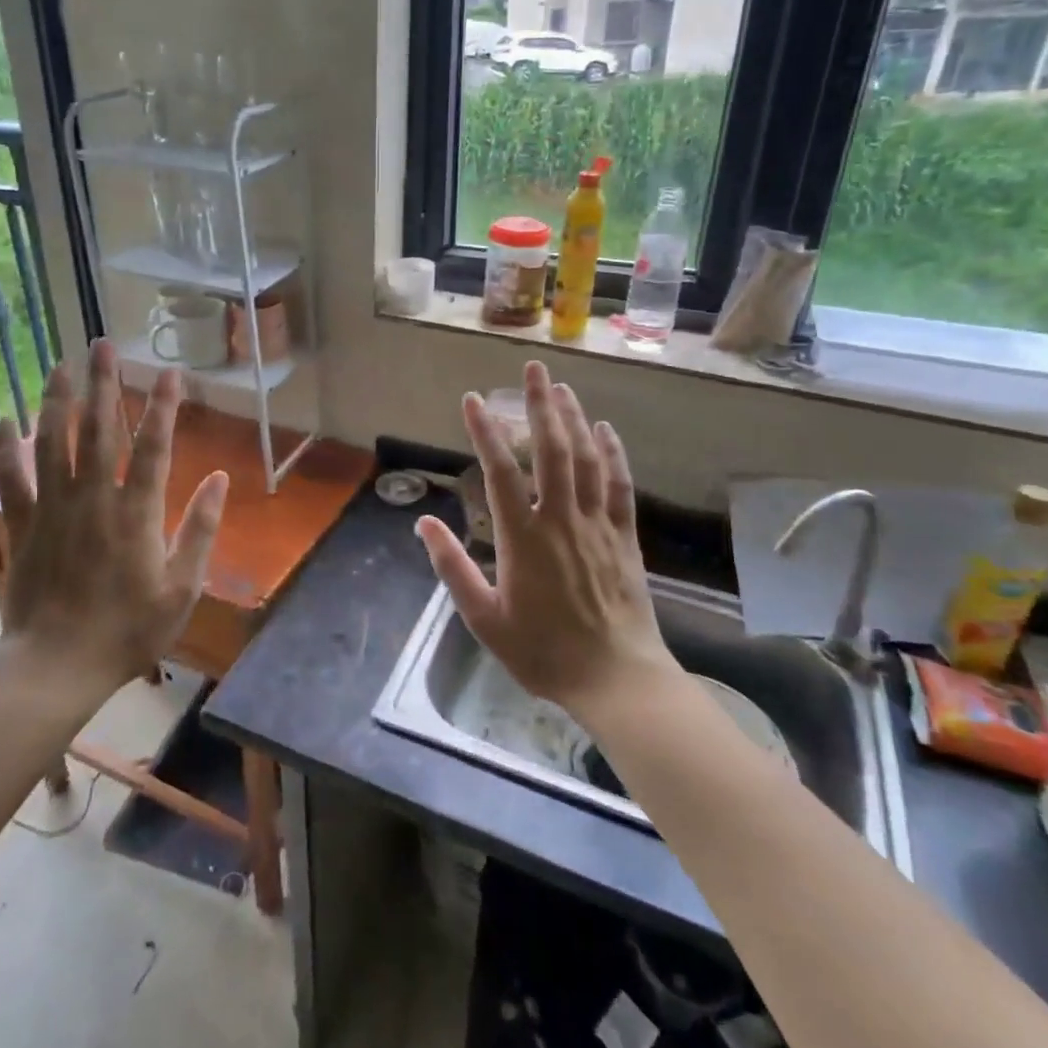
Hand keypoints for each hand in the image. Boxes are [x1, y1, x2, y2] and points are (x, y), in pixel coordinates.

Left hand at [0, 339, 227, 693]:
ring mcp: (53, 508)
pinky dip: (4, 447)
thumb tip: (220, 479)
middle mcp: (94, 498)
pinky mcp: (23, 524)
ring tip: (62, 363)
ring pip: (52, 442)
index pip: (154, 446)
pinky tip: (3, 417)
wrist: (56, 666)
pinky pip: (9, 478)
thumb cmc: (128, 630)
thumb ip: (201, 530)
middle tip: (104, 345)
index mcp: (137, 513)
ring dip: (57, 400)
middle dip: (105, 384)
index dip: (164, 406)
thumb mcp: (182, 588)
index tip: (170, 372)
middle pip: (99, 430)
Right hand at [415, 361, 676, 722]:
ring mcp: (597, 525)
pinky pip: (620, 485)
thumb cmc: (542, 652)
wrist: (615, 679)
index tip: (473, 399)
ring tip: (562, 387)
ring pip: (587, 459)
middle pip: (551, 450)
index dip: (485, 432)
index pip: (500, 472)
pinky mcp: (624, 537)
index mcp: (522, 538)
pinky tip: (606, 430)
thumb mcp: (484, 618)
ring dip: (574, 419)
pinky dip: (613, 454)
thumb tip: (423, 522)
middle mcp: (561, 519)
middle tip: (533, 369)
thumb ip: (452, 567)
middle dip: (540, 406)